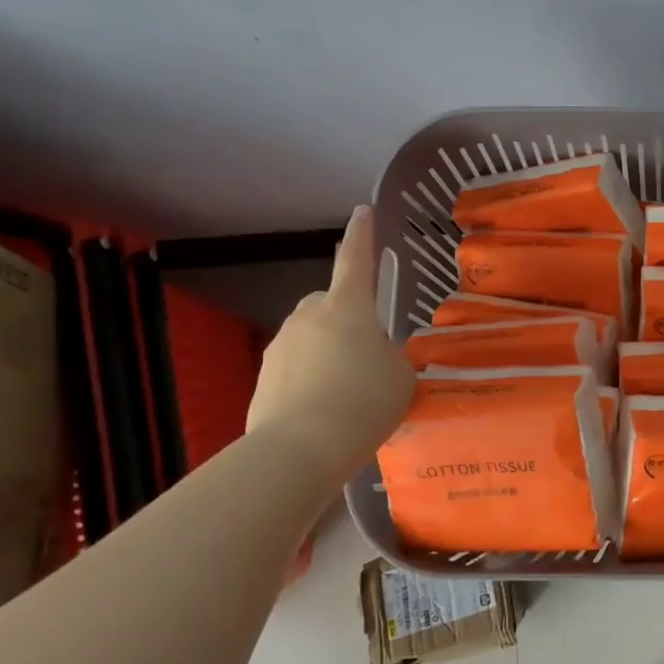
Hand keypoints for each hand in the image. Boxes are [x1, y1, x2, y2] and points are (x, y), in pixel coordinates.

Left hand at [247, 206, 415, 458]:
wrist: (299, 450)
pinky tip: (325, 413)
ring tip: (347, 394)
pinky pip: (294, 371)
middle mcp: (309, 318)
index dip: (362, 235)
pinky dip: (309, 382)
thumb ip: (390, 357)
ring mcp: (280, 348)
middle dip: (344, 318)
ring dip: (327, 354)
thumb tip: (374, 358)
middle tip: (365, 351)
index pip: (356, 259)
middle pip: (329, 303)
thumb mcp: (400, 376)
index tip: (362, 212)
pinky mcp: (262, 380)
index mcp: (348, 307)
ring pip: (310, 339)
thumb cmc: (363, 402)